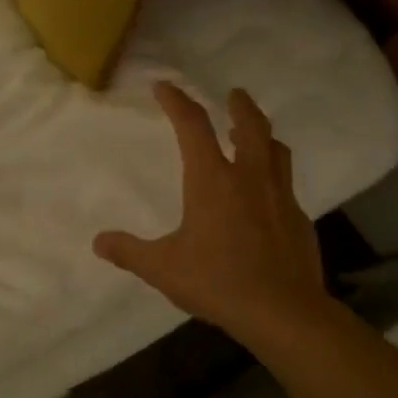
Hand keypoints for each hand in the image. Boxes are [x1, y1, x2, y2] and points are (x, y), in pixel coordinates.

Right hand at [94, 83, 328, 340]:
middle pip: (251, 125)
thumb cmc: (217, 281)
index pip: (193, 126)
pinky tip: (267, 196)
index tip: (165, 86)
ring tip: (254, 135)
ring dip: (263, 135)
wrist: (282, 311)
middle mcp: (250, 177)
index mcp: (213, 180)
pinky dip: (274, 176)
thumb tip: (99, 242)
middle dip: (240, 105)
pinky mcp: (299, 219)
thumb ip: (129, 252)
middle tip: (234, 94)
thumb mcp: (163, 268)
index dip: (177, 101)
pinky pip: (287, 184)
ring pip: (276, 150)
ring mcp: (280, 196)